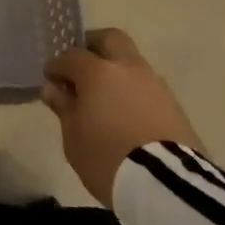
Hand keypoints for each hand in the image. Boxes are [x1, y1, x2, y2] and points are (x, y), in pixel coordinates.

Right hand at [42, 28, 204, 207]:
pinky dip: (132, 92)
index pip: (71, 56)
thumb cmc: (107, 157)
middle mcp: (128, 68)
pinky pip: (146, 87)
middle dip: (93, 47)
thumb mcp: (73, 137)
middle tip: (80, 68)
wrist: (166, 185)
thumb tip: (54, 88)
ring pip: (132, 63)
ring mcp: (155, 84)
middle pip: (110, 39)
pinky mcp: (174, 105)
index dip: (57, 65)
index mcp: (98, 72)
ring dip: (116, 72)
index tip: (51, 79)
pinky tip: (125, 113)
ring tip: (104, 98)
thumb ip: (64, 108)